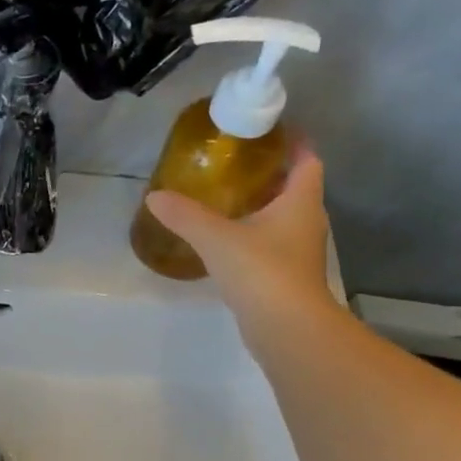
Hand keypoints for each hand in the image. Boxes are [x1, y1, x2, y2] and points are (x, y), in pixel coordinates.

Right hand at [146, 150, 333, 315]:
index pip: (307, 160)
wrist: (286, 328)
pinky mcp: (287, 277)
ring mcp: (299, 252)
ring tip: (225, 198)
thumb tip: (154, 196)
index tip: (268, 133)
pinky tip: (226, 240)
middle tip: (235, 165)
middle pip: (294, 188)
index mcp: (301, 202)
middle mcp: (307, 222)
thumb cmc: (261, 271)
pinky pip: (271, 244)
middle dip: (270, 175)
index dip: (293, 143)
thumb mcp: (216, 238)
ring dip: (261, 206)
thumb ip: (185, 216)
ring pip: (283, 218)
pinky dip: (253, 235)